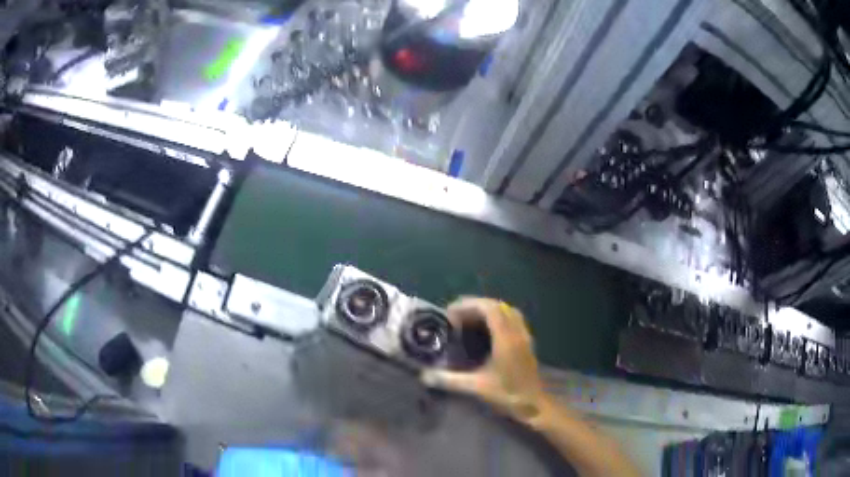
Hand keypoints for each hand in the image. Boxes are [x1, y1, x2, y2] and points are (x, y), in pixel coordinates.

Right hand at [421, 298, 546, 420]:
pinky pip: (512, 319)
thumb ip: (449, 380)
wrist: (535, 405)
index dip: (469, 305)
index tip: (451, 312)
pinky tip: (486, 330)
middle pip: (498, 306)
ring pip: (507, 311)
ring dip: (488, 310)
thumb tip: (424, 376)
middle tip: (456, 315)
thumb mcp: (476, 387)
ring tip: (468, 319)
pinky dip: (498, 317)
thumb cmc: (508, 394)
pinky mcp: (527, 342)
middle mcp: (517, 332)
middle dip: (476, 305)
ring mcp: (524, 336)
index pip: (489, 309)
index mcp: (506, 338)